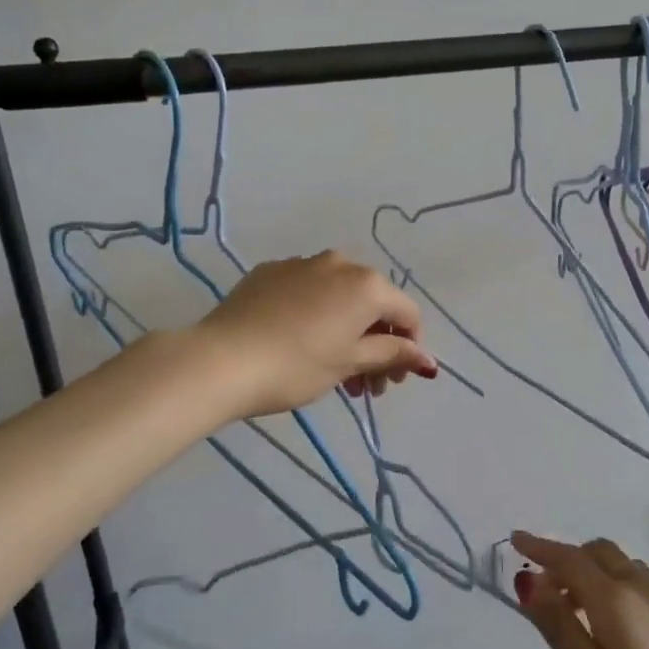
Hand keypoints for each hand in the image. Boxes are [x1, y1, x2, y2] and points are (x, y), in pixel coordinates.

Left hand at [193, 251, 438, 418]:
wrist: (222, 359)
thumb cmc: (297, 366)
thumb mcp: (350, 363)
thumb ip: (392, 354)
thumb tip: (427, 358)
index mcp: (366, 284)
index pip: (406, 312)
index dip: (410, 346)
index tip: (395, 380)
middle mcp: (339, 263)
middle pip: (373, 303)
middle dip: (377, 344)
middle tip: (366, 386)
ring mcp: (301, 264)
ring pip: (339, 297)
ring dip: (347, 332)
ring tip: (335, 373)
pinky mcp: (270, 272)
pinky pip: (307, 292)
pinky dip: (316, 316)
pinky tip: (299, 344)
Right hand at [512, 531, 648, 648]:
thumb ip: (558, 624)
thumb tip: (529, 579)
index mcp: (616, 597)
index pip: (571, 558)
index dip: (541, 547)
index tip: (515, 539)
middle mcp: (643, 591)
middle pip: (601, 554)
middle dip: (568, 559)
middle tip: (543, 589)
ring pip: (624, 568)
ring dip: (594, 573)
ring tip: (574, 610)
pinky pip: (640, 588)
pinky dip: (615, 588)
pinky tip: (611, 629)